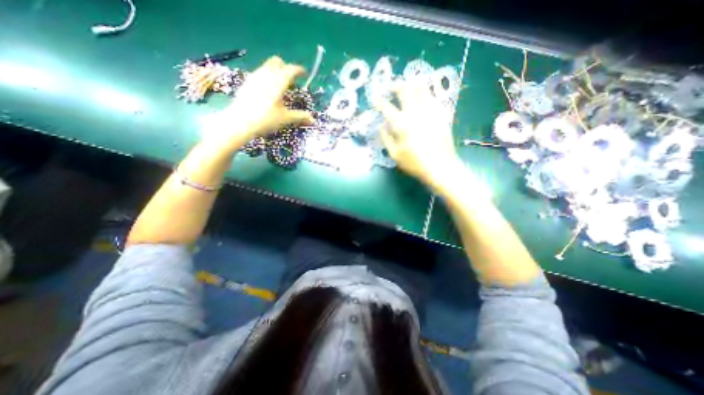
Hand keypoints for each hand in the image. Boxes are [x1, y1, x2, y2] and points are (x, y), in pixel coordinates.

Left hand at [202, 55, 314, 149]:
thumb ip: (300, 116)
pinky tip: (267, 90)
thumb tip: (313, 119)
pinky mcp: (247, 83)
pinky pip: (259, 73)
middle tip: (291, 79)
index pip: (290, 70)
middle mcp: (266, 75)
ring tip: (280, 85)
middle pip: (277, 62)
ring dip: (275, 71)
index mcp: (278, 82)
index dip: (299, 70)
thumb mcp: (285, 118)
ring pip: (266, 66)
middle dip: (285, 67)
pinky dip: (266, 76)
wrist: (240, 121)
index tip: (304, 73)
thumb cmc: (266, 119)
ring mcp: (255, 77)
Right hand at [374, 79, 463, 191]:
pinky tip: (423, 97)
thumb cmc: (414, 163)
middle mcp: (415, 113)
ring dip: (412, 84)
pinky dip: (426, 94)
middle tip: (391, 88)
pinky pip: (433, 98)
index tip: (374, 100)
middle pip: (405, 90)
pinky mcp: (440, 115)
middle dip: (395, 86)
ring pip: (421, 89)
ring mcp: (430, 112)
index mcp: (401, 123)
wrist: (440, 167)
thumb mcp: (394, 154)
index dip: (378, 102)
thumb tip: (382, 126)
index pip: (386, 107)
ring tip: (408, 85)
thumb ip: (386, 138)